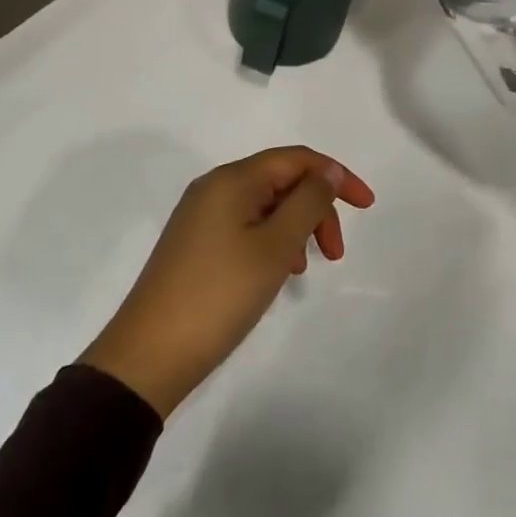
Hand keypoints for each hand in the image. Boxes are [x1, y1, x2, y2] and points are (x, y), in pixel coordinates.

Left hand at [78, 147, 375, 418]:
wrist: (148, 357)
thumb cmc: (219, 296)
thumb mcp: (275, 247)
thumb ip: (308, 201)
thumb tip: (327, 171)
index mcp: (232, 180)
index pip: (297, 159)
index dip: (337, 176)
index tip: (367, 206)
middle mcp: (215, 188)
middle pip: (282, 180)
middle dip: (317, 208)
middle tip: (335, 254)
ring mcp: (201, 217)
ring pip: (266, 206)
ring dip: (296, 227)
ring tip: (305, 268)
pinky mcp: (195, 245)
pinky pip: (247, 226)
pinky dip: (273, 241)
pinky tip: (279, 272)